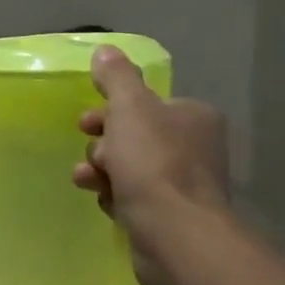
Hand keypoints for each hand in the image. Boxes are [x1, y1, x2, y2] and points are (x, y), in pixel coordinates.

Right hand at [71, 46, 228, 284]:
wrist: (174, 234)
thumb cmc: (153, 162)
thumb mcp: (129, 107)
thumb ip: (116, 77)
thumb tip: (106, 50)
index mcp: (193, 117)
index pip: (146, 105)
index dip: (112, 110)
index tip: (87, 122)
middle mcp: (196, 149)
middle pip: (136, 137)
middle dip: (104, 144)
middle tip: (93, 155)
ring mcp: (186, 187)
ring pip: (131, 169)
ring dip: (103, 171)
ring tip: (88, 181)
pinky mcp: (172, 219)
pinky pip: (135, 199)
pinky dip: (116, 197)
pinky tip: (107, 203)